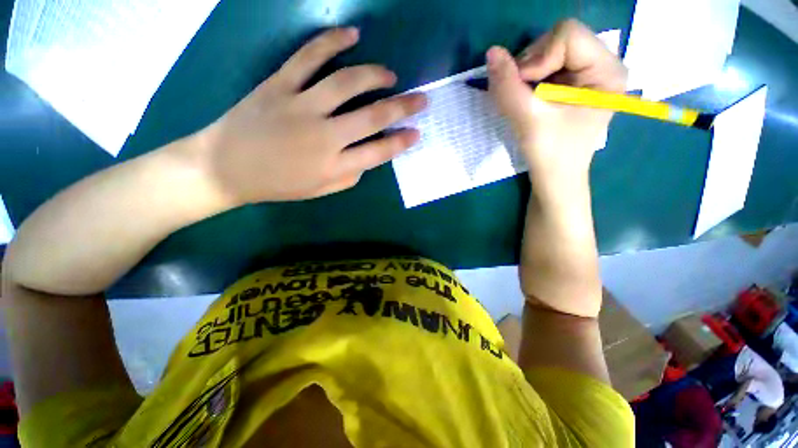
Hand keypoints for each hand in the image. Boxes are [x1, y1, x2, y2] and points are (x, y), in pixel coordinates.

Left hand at [197, 27, 426, 203]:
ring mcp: (301, 106)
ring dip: (375, 75)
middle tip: (421, 99)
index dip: (401, 142)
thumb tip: (367, 159)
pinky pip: (308, 57)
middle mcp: (324, 135)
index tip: (417, 133)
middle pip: (372, 116)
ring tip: (390, 75)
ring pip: (346, 83)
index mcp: (334, 165)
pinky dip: (331, 42)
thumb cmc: (277, 184)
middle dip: (402, 107)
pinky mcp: (279, 84)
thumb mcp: (320, 190)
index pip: (379, 152)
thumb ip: (349, 176)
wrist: (225, 168)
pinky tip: (352, 35)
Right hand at [487, 19, 626, 184]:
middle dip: (531, 65)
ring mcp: (588, 72)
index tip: (524, 90)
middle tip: (522, 95)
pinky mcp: (574, 83)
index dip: (538, 58)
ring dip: (527, 74)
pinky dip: (529, 79)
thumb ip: (507, 86)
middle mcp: (603, 64)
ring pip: (549, 50)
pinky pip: (546, 65)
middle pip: (558, 39)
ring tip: (525, 101)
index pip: (568, 35)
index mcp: (607, 71)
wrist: (555, 178)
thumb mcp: (527, 120)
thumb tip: (491, 52)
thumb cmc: (550, 154)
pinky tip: (528, 100)